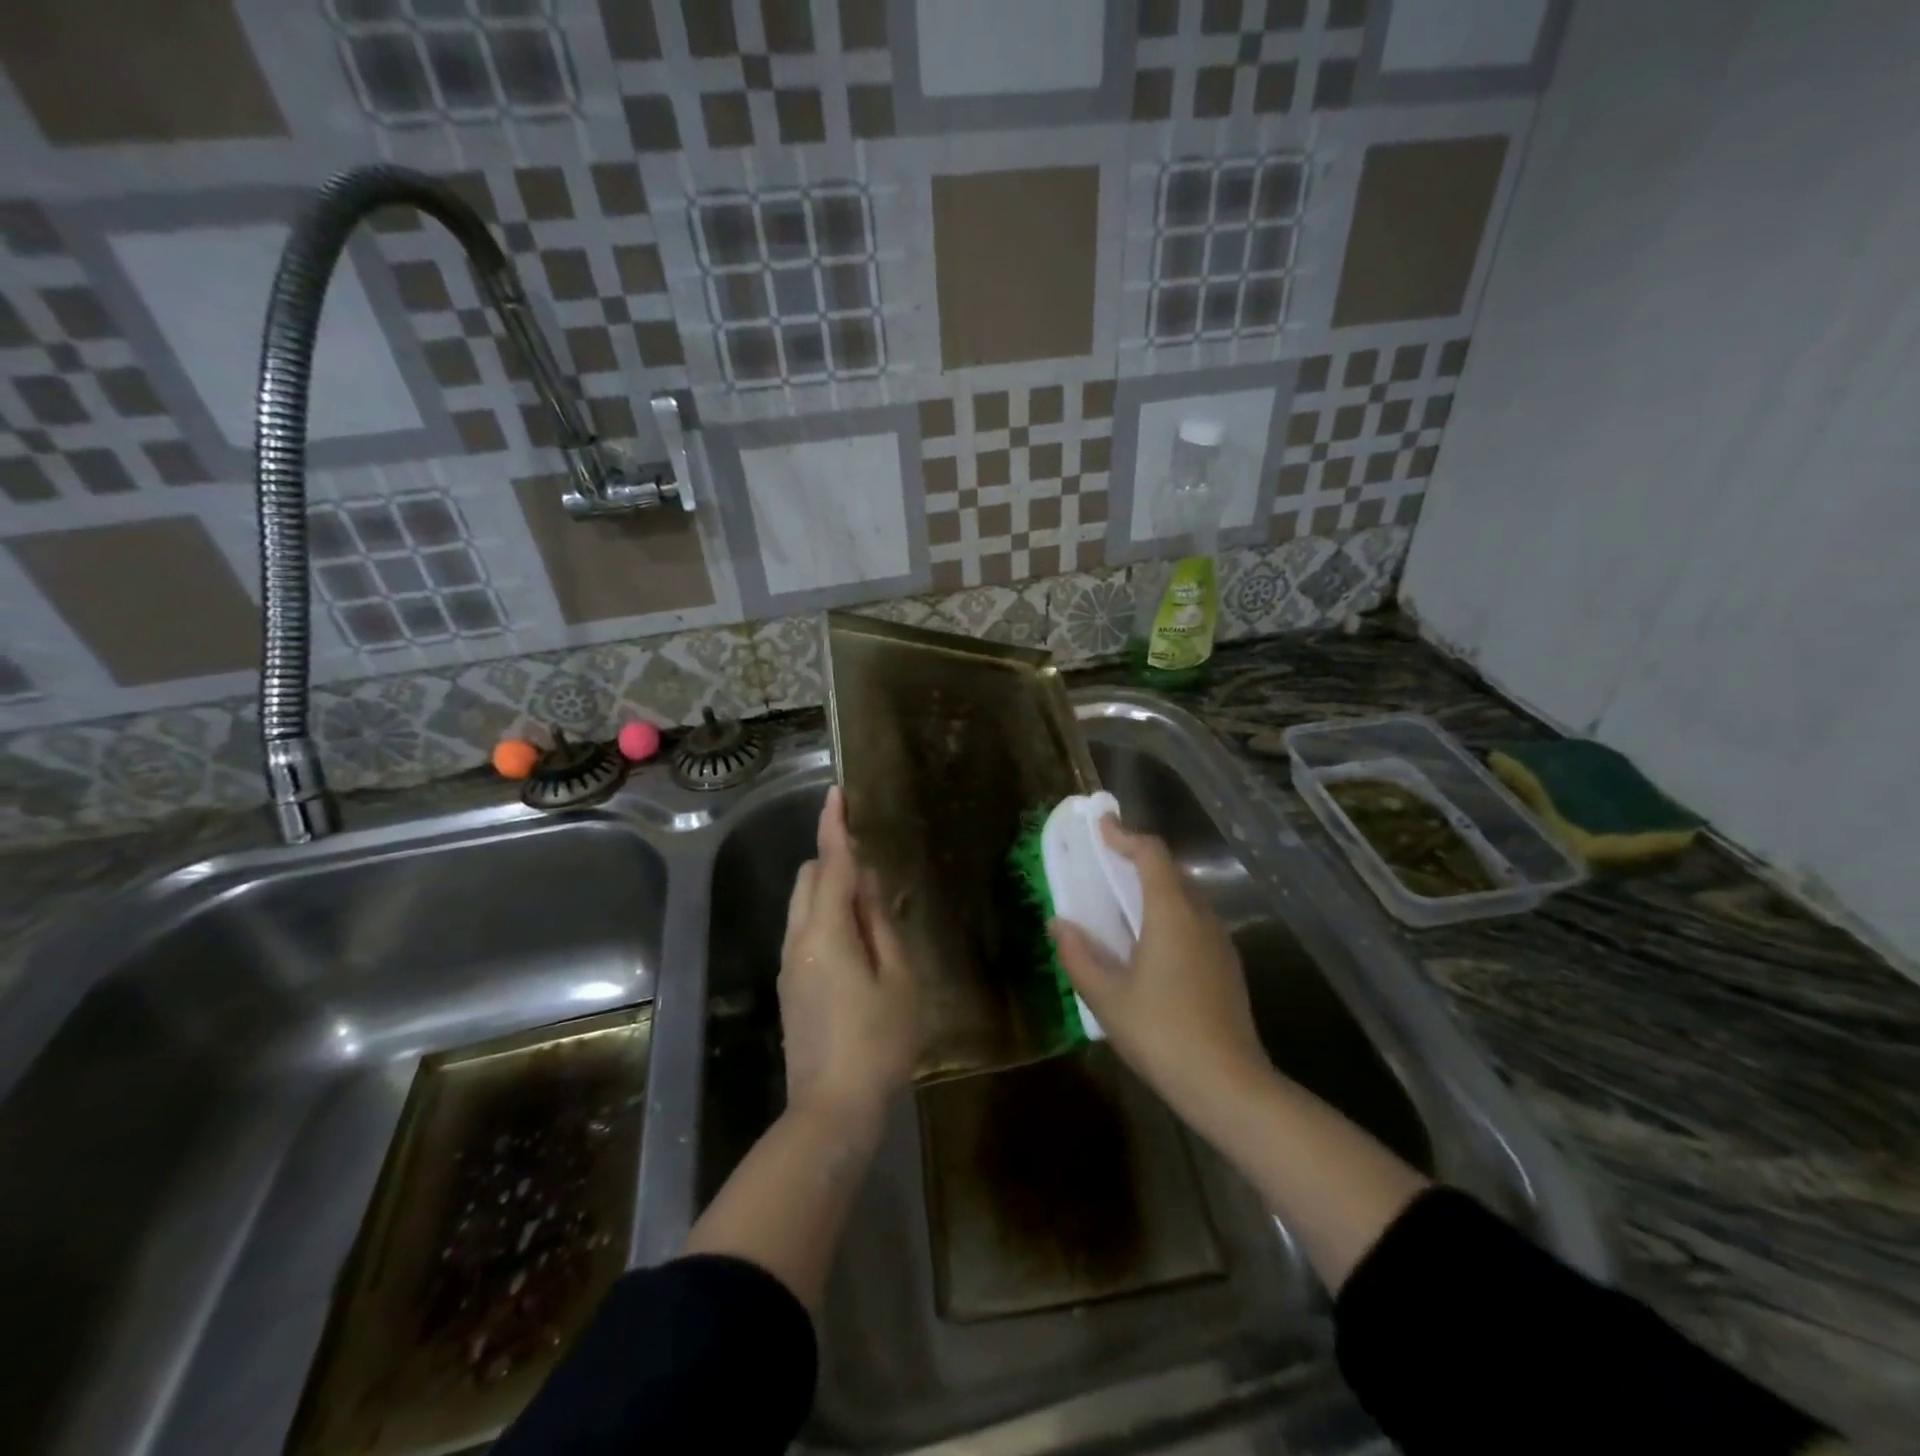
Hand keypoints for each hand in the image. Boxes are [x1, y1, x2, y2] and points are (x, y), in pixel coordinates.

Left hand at [779, 787, 917, 1126]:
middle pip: (807, 879)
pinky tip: (857, 943)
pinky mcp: (790, 986)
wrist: (830, 1109)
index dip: (834, 827)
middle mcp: (798, 939)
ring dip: (828, 891)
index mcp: (826, 932)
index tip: (837, 793)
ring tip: (870, 909)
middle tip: (874, 871)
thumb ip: (880, 924)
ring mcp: (788, 964)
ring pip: (802, 906)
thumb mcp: (898, 979)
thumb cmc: (877, 1041)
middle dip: (832, 860)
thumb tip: (868, 883)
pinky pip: (804, 931)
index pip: (829, 864)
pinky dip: (825, 918)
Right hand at [1050, 817, 1271, 1124]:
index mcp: (1172, 913)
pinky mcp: (1226, 965)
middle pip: (1170, 870)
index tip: (1101, 826)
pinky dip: (1169, 912)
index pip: (1151, 854)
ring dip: (1154, 886)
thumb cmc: (1161, 1033)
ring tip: (1122, 899)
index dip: (1125, 836)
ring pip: (1185, 896)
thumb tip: (1058, 923)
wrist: (1228, 1085)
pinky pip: (1194, 920)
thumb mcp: (1107, 997)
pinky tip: (1149, 941)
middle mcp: (1200, 917)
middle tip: (1105, 861)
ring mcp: (1219, 941)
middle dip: (1137, 858)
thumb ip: (1078, 955)